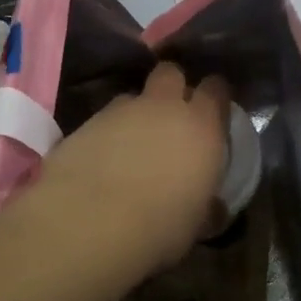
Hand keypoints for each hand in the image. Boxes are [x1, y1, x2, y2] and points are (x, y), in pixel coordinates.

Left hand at [36, 63, 231, 271]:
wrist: (88, 222)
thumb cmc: (158, 227)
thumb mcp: (195, 223)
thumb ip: (206, 205)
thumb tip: (212, 207)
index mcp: (201, 127)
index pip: (216, 89)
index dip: (215, 96)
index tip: (214, 112)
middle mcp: (162, 107)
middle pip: (171, 73)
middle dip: (172, 86)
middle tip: (171, 116)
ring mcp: (120, 111)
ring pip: (133, 97)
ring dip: (136, 114)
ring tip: (131, 145)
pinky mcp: (85, 122)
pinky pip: (103, 120)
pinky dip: (106, 134)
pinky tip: (101, 162)